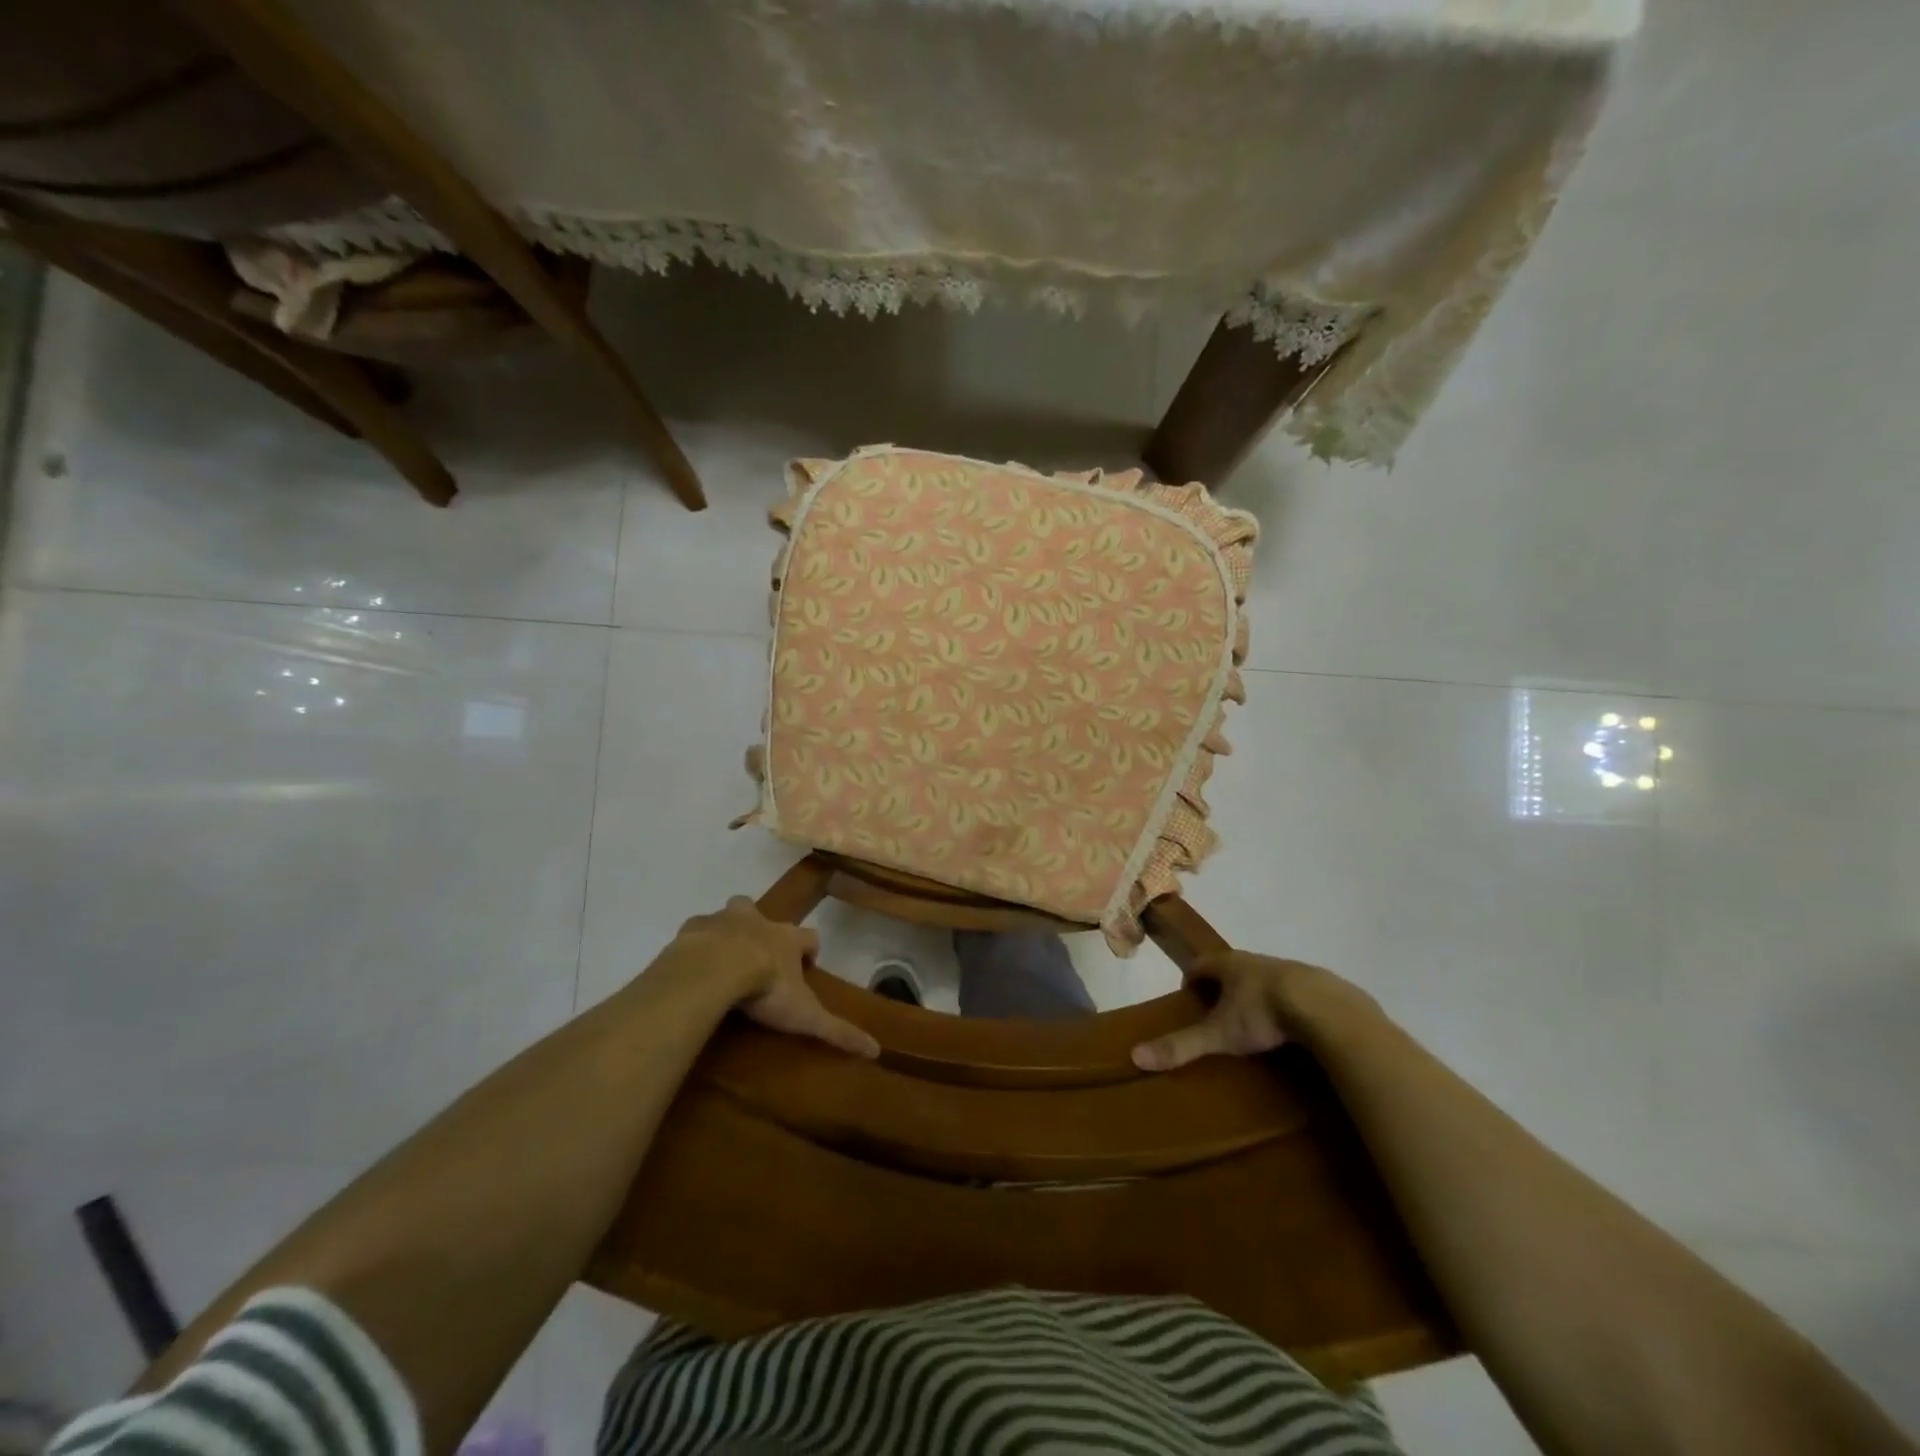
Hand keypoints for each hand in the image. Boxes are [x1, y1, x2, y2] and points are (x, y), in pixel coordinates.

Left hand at [663, 897, 879, 1058]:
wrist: (713, 968)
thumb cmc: (766, 987)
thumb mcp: (805, 1015)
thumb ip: (838, 1031)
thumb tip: (877, 1050)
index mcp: (787, 938)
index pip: (809, 936)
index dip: (809, 949)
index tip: (806, 966)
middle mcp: (758, 921)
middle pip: (764, 914)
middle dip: (764, 929)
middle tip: (757, 957)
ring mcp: (723, 920)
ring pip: (731, 913)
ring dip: (730, 929)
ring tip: (723, 957)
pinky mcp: (693, 929)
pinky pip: (697, 930)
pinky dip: (697, 943)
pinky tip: (693, 964)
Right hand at [1131, 951, 1374, 1071]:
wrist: (1326, 1008)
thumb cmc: (1263, 1014)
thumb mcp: (1219, 1034)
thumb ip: (1181, 1045)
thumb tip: (1135, 1055)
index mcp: (1229, 964)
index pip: (1199, 965)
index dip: (1191, 980)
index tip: (1189, 1001)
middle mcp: (1255, 960)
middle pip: (1231, 969)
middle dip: (1222, 988)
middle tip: (1219, 1016)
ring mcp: (1288, 969)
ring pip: (1263, 978)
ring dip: (1254, 994)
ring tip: (1255, 1024)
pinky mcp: (1317, 984)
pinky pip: (1293, 990)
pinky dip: (1285, 1004)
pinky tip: (1291, 1028)